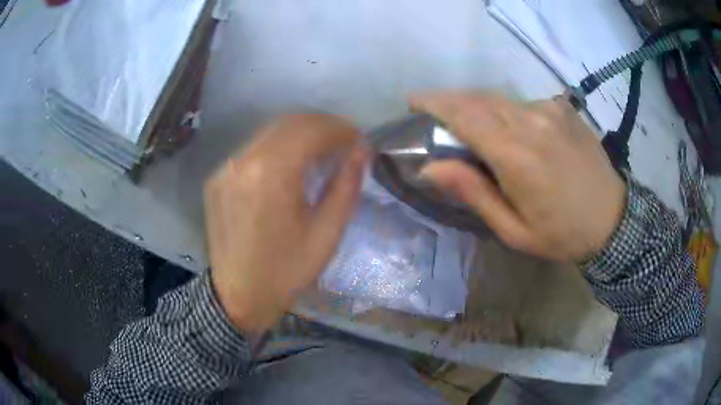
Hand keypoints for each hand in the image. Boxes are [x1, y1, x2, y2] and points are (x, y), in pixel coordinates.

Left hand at [204, 114, 365, 334]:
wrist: (238, 296)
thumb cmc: (287, 271)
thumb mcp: (327, 233)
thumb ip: (346, 185)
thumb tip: (362, 151)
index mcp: (271, 174)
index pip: (311, 130)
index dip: (340, 129)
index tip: (359, 140)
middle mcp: (243, 160)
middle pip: (289, 123)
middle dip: (322, 126)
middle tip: (344, 142)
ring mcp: (225, 167)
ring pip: (269, 132)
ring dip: (300, 134)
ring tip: (322, 151)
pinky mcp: (217, 177)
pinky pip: (252, 150)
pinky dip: (277, 148)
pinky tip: (290, 166)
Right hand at [412, 93, 625, 261]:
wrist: (613, 220)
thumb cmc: (562, 233)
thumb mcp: (513, 229)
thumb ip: (473, 193)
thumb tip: (431, 167)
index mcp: (516, 154)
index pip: (464, 115)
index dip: (434, 103)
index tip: (413, 100)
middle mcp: (532, 120)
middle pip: (479, 99)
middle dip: (451, 101)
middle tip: (434, 113)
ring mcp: (550, 110)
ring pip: (501, 98)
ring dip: (478, 106)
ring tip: (470, 124)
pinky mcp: (563, 108)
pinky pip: (524, 103)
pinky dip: (508, 111)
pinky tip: (513, 131)